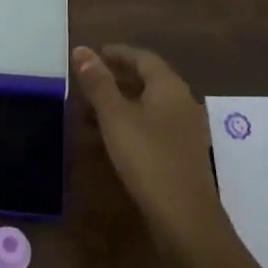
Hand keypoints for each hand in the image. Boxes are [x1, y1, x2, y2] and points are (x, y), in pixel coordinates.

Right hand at [74, 44, 224, 250]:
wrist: (186, 217)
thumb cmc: (148, 158)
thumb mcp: (115, 117)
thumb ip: (98, 83)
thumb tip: (81, 49)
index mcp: (169, 87)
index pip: (143, 57)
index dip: (118, 53)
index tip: (94, 53)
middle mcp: (183, 102)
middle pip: (150, 79)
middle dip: (119, 76)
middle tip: (90, 78)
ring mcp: (186, 130)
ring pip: (151, 104)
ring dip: (124, 101)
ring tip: (94, 108)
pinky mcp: (183, 154)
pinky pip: (155, 126)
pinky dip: (132, 122)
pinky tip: (114, 137)